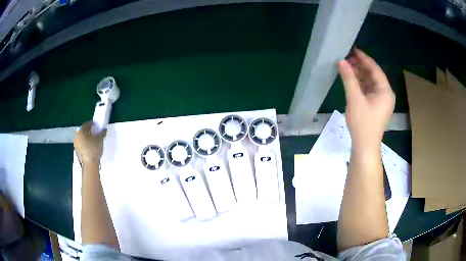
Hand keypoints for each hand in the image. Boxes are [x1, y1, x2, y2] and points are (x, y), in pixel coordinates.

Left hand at [74, 121, 106, 164]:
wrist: (90, 164)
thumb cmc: (93, 149)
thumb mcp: (99, 139)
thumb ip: (102, 133)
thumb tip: (104, 130)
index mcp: (80, 131)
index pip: (86, 124)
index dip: (92, 123)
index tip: (96, 124)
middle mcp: (76, 136)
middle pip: (83, 131)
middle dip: (89, 131)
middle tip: (95, 132)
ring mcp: (76, 144)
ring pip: (82, 138)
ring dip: (87, 137)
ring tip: (94, 140)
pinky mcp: (77, 151)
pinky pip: (81, 144)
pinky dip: (85, 143)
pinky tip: (91, 146)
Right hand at [338, 48, 394, 153]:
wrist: (364, 147)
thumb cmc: (363, 124)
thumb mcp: (355, 99)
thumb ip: (349, 79)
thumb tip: (341, 61)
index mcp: (385, 91)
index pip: (375, 69)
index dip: (364, 59)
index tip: (353, 50)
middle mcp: (386, 94)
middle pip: (374, 75)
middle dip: (361, 66)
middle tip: (347, 58)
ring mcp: (381, 101)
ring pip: (371, 83)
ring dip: (360, 75)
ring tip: (347, 67)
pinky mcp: (376, 106)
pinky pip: (369, 90)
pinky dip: (361, 84)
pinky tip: (352, 80)